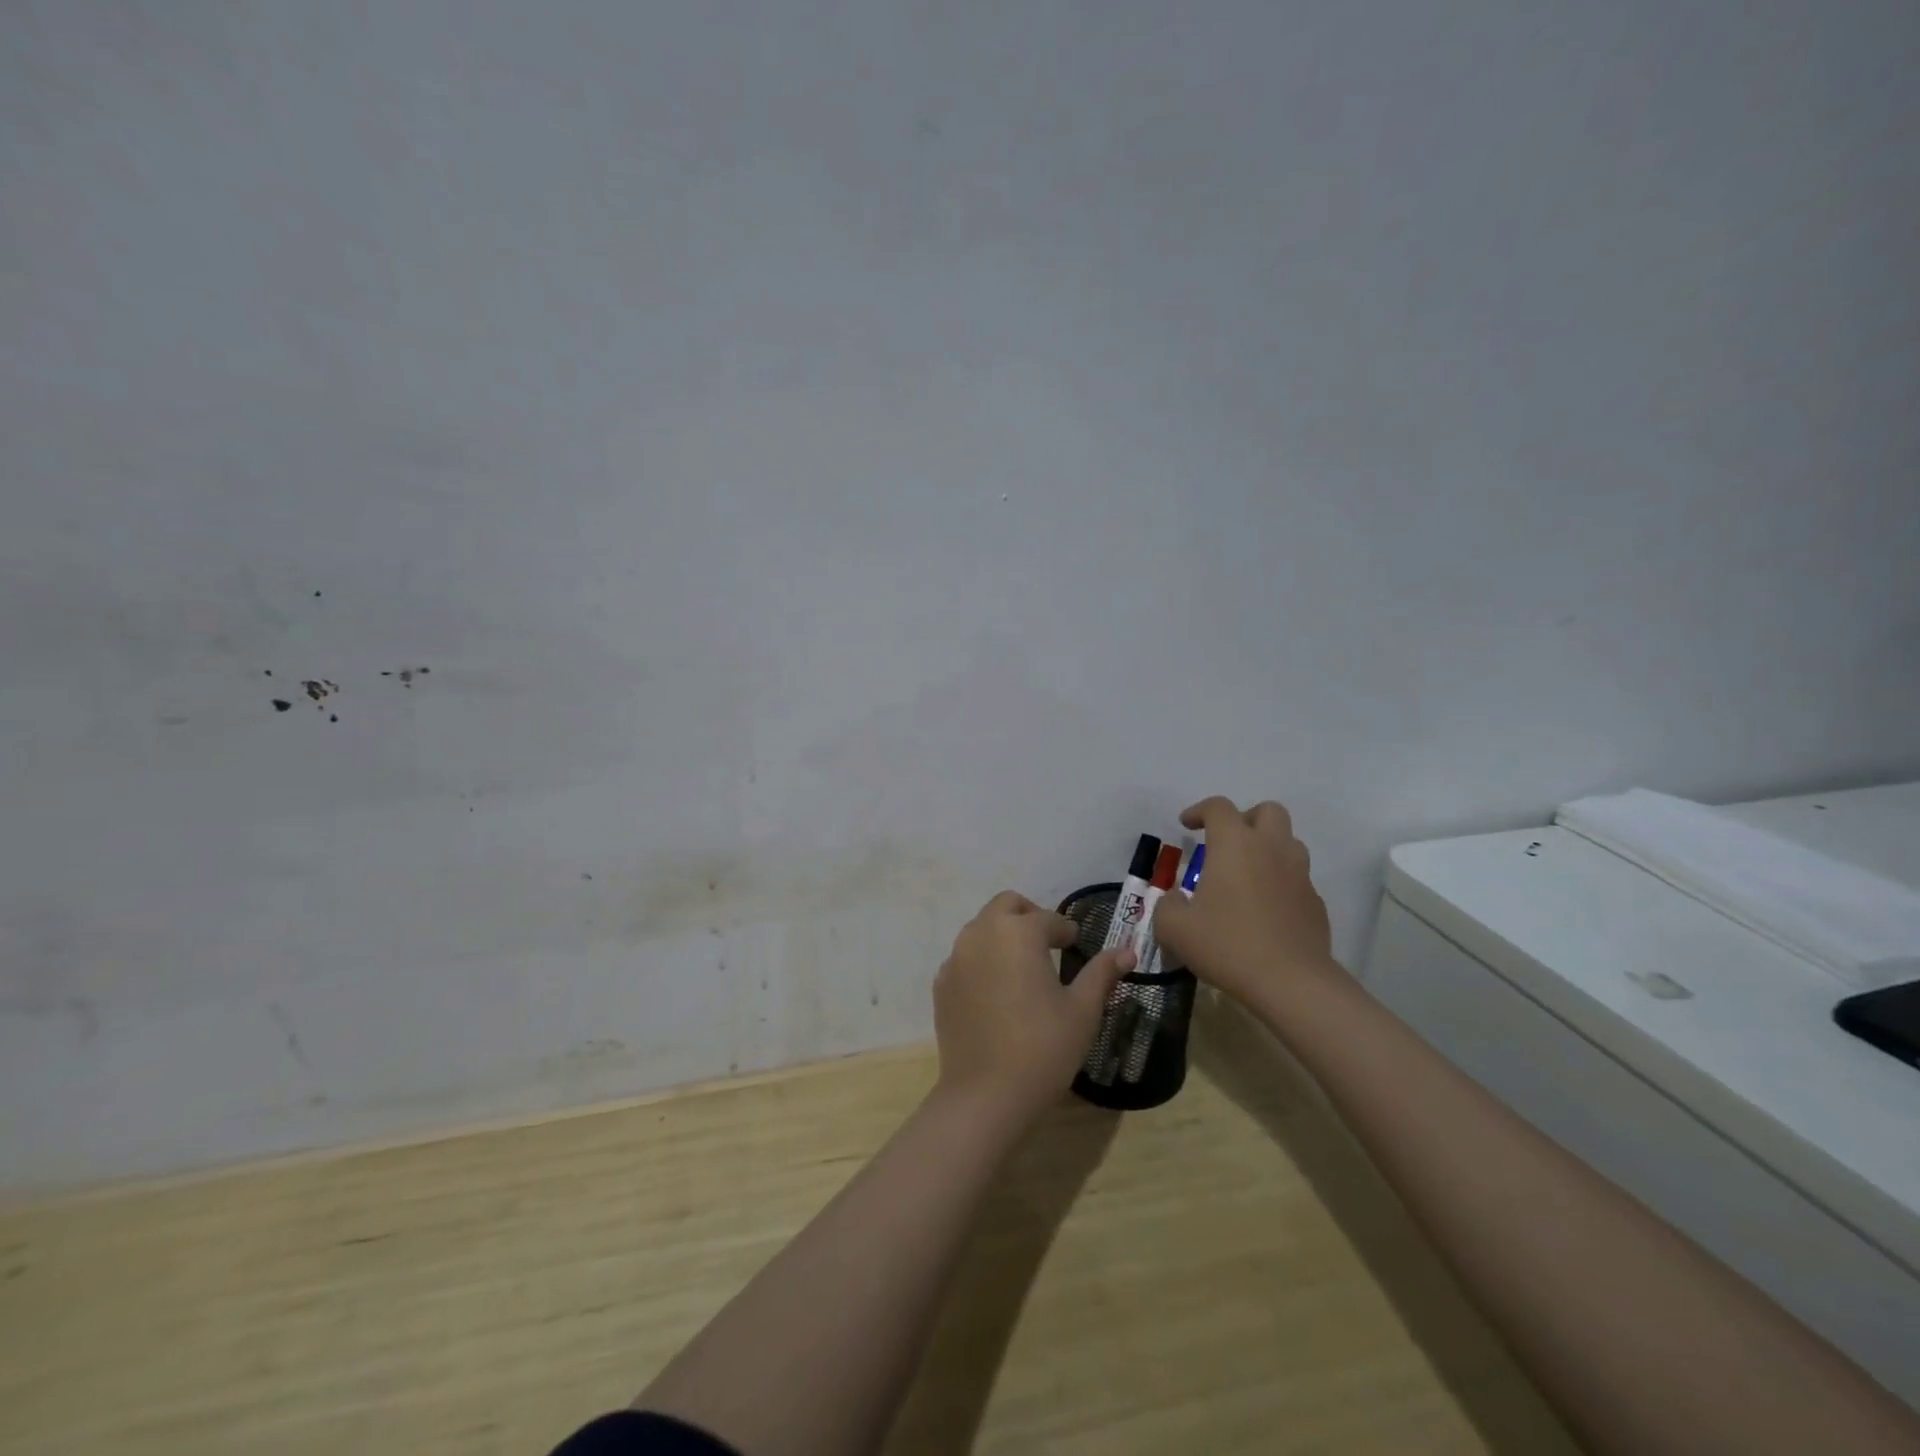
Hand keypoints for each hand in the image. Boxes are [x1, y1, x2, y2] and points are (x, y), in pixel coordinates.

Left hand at [932, 891, 1134, 1124]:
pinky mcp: (941, 984)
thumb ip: (1102, 973)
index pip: (1048, 918)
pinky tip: (997, 992)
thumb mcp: (1082, 1010)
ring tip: (1023, 967)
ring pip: (981, 928)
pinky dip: (982, 960)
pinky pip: (964, 957)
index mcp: (1018, 932)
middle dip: (1029, 917)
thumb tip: (1127, 951)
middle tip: (1048, 943)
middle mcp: (982, 934)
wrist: (985, 1095)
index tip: (1076, 943)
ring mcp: (956, 958)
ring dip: (1003, 935)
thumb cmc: (1043, 1048)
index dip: (1066, 930)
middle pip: (1006, 906)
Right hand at [1152, 797, 1337, 1003]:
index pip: (1218, 807)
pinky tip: (1263, 908)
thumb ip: (1168, 906)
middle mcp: (1271, 848)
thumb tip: (1176, 901)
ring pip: (1288, 842)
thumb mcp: (1175, 928)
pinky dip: (1279, 881)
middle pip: (1267, 811)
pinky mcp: (1315, 902)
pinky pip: (1296, 877)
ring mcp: (1299, 874)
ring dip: (1266, 847)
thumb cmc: (1228, 945)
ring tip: (1245, 874)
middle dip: (1245, 818)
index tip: (1186, 825)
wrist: (1291, 982)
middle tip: (1225, 842)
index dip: (1199, 810)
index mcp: (1235, 844)